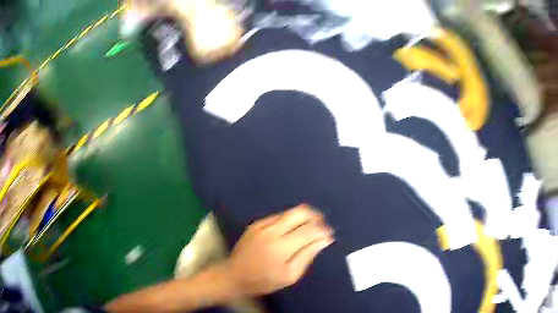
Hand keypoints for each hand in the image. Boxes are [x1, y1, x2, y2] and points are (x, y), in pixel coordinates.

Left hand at [225, 204, 334, 296]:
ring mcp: (262, 225)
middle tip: (322, 226)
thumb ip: (308, 255)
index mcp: (282, 247)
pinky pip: (279, 215)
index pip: (310, 230)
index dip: (323, 230)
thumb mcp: (290, 275)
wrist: (234, 276)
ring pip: (290, 211)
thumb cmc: (264, 281)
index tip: (330, 234)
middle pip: (301, 212)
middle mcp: (272, 230)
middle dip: (316, 216)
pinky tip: (293, 229)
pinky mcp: (256, 223)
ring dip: (304, 216)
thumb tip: (325, 239)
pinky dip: (291, 219)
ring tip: (311, 226)